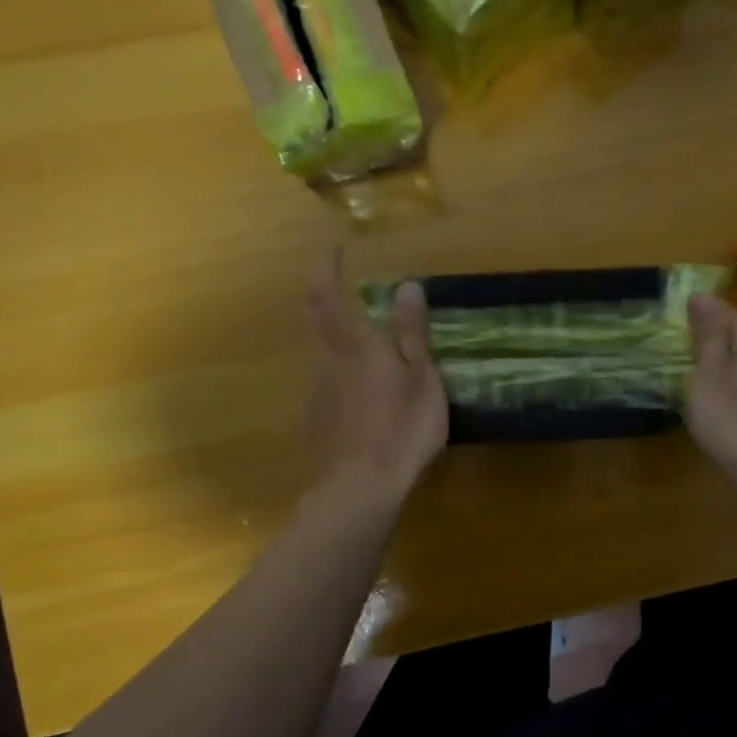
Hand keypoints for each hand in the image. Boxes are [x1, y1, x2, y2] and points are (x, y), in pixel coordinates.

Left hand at [305, 249, 447, 503]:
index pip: (328, 293)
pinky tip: (362, 388)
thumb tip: (407, 285)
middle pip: (315, 317)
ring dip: (334, 332)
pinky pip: (327, 379)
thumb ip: (412, 333)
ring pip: (321, 349)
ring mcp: (318, 390)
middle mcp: (328, 360)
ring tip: (363, 336)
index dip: (327, 267)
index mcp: (355, 344)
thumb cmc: (401, 429)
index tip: (334, 247)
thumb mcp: (421, 379)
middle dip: (323, 292)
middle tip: (337, 279)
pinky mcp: (317, 416)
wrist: (359, 489)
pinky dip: (341, 368)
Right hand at [685, 294, 736, 491]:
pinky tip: (717, 402)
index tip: (669, 330)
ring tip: (691, 377)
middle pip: (735, 335)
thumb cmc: (733, 420)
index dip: (694, 316)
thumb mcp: (709, 374)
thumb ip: (707, 335)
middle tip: (675, 354)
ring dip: (718, 365)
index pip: (722, 310)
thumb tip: (702, 295)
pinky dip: (731, 386)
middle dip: (707, 340)